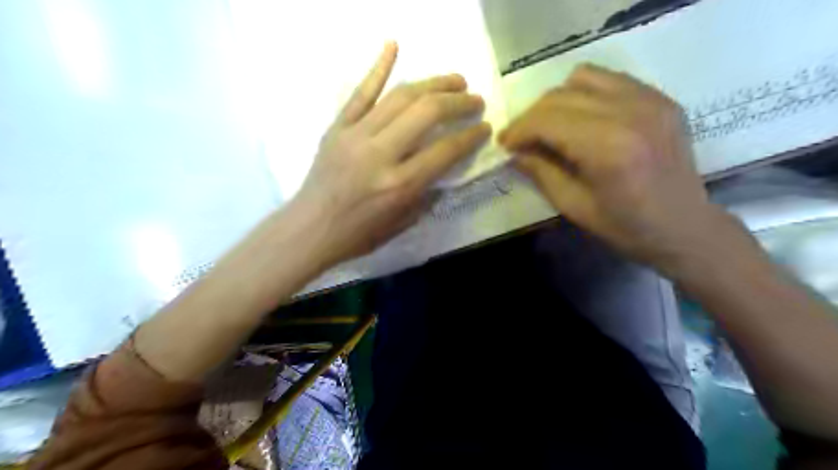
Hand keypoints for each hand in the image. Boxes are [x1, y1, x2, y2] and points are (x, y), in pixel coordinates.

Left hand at [291, 44, 491, 268]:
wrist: (310, 229)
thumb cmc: (359, 234)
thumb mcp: (402, 224)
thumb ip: (427, 193)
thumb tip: (444, 168)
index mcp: (399, 185)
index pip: (445, 150)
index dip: (470, 136)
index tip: (484, 128)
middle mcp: (380, 154)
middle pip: (426, 113)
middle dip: (458, 102)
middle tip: (475, 100)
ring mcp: (356, 135)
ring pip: (400, 97)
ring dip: (433, 84)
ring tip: (455, 80)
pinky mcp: (338, 127)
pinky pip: (360, 93)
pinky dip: (378, 68)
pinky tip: (394, 46)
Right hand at [501, 63, 734, 273]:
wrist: (685, 227)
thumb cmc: (626, 227)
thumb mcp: (574, 206)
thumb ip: (541, 172)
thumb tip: (514, 152)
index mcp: (608, 147)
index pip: (547, 120)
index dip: (519, 130)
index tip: (505, 145)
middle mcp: (629, 112)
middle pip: (560, 96)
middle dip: (531, 116)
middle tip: (521, 139)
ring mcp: (650, 99)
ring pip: (582, 78)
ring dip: (556, 101)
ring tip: (550, 127)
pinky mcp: (660, 98)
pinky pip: (609, 80)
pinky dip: (585, 94)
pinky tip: (581, 119)